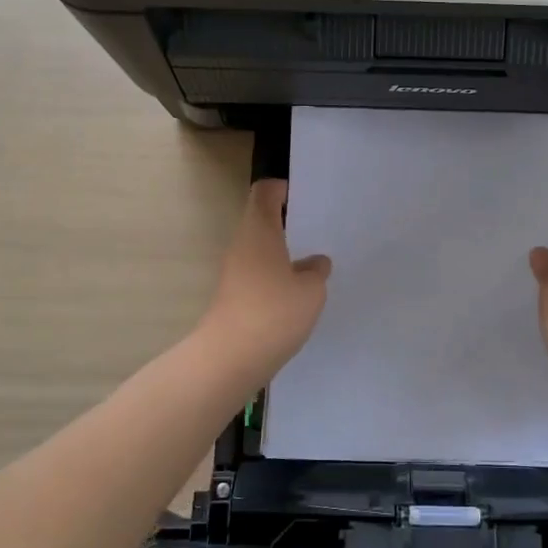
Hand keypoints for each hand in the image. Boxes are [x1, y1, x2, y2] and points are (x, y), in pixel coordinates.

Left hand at [196, 180, 331, 381]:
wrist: (230, 358)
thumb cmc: (274, 312)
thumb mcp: (311, 290)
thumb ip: (316, 271)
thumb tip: (314, 263)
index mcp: (259, 230)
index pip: (265, 192)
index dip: (283, 189)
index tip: (305, 199)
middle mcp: (242, 244)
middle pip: (262, 220)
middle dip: (288, 223)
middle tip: (318, 231)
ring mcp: (234, 271)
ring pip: (260, 249)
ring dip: (283, 253)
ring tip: (313, 265)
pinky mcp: (234, 296)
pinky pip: (258, 274)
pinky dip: (276, 277)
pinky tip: (297, 295)